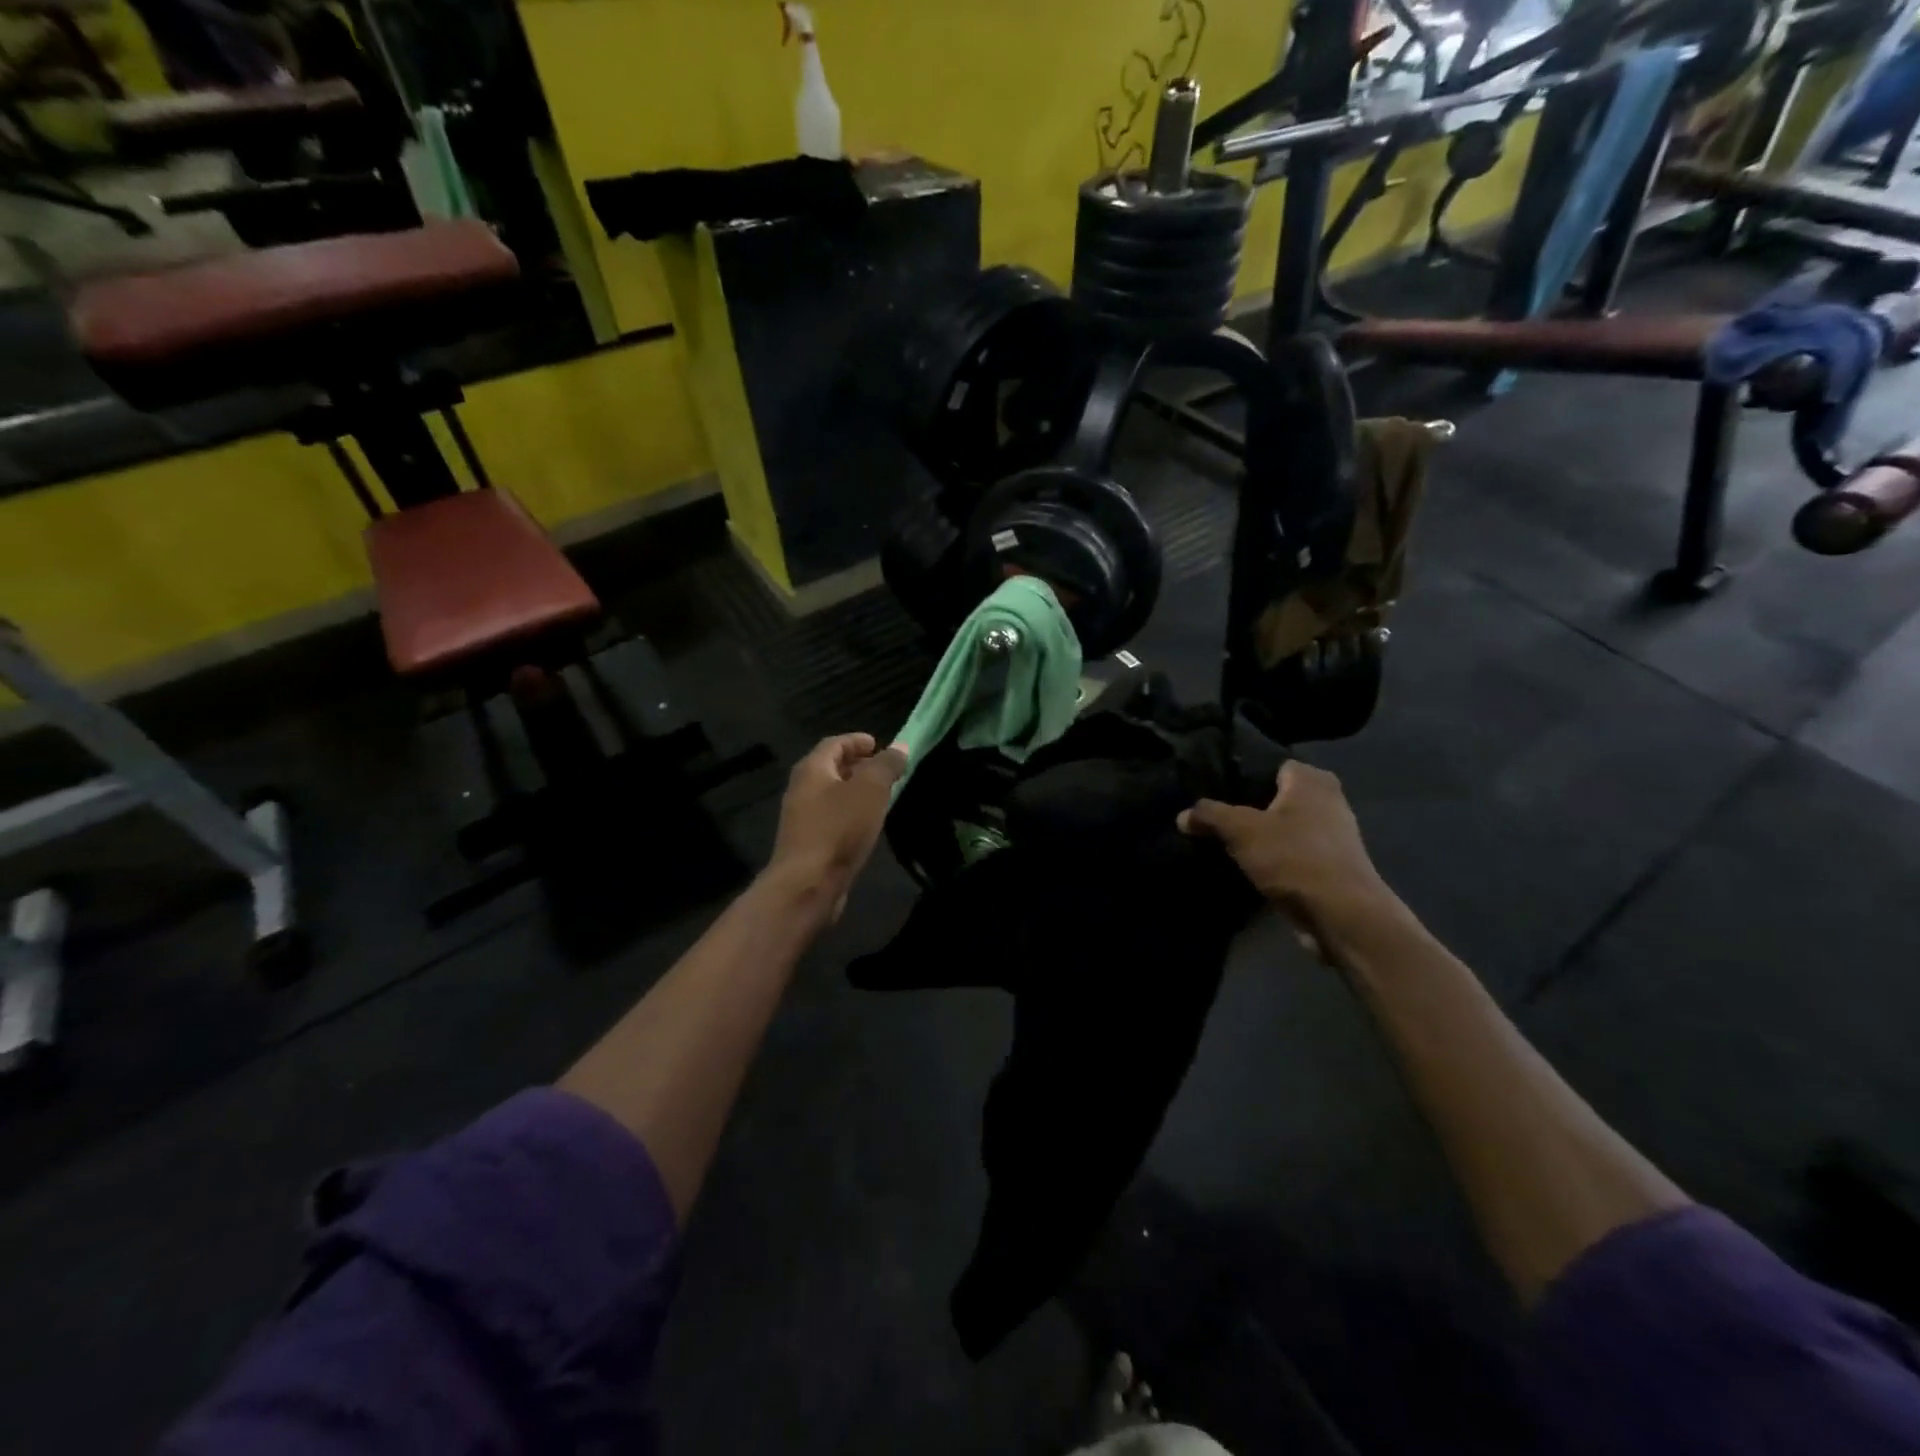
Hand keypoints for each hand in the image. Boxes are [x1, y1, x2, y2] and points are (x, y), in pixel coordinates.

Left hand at [765, 734, 908, 918]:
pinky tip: (866, 826)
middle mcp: (801, 789)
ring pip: (831, 795)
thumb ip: (886, 765)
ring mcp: (802, 818)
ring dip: (854, 791)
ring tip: (881, 796)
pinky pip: (831, 818)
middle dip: (857, 765)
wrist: (807, 884)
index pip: (834, 743)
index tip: (878, 744)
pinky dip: (850, 813)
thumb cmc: (839, 829)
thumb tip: (900, 747)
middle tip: (883, 770)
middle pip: (830, 768)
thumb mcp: (871, 790)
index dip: (856, 740)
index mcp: (812, 769)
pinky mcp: (807, 844)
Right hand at [1179, 761, 1400, 964]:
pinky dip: (1276, 859)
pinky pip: (1295, 853)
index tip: (1218, 790)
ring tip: (1228, 843)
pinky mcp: (1333, 866)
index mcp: (1312, 780)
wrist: (1341, 915)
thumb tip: (1182, 815)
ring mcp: (1335, 836)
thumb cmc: (1293, 857)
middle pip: (1279, 797)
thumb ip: (1209, 815)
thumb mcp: (1240, 830)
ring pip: (1287, 827)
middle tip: (1218, 817)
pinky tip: (1250, 868)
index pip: (1273, 765)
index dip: (1245, 776)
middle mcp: (1329, 801)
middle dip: (1251, 807)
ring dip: (1264, 836)